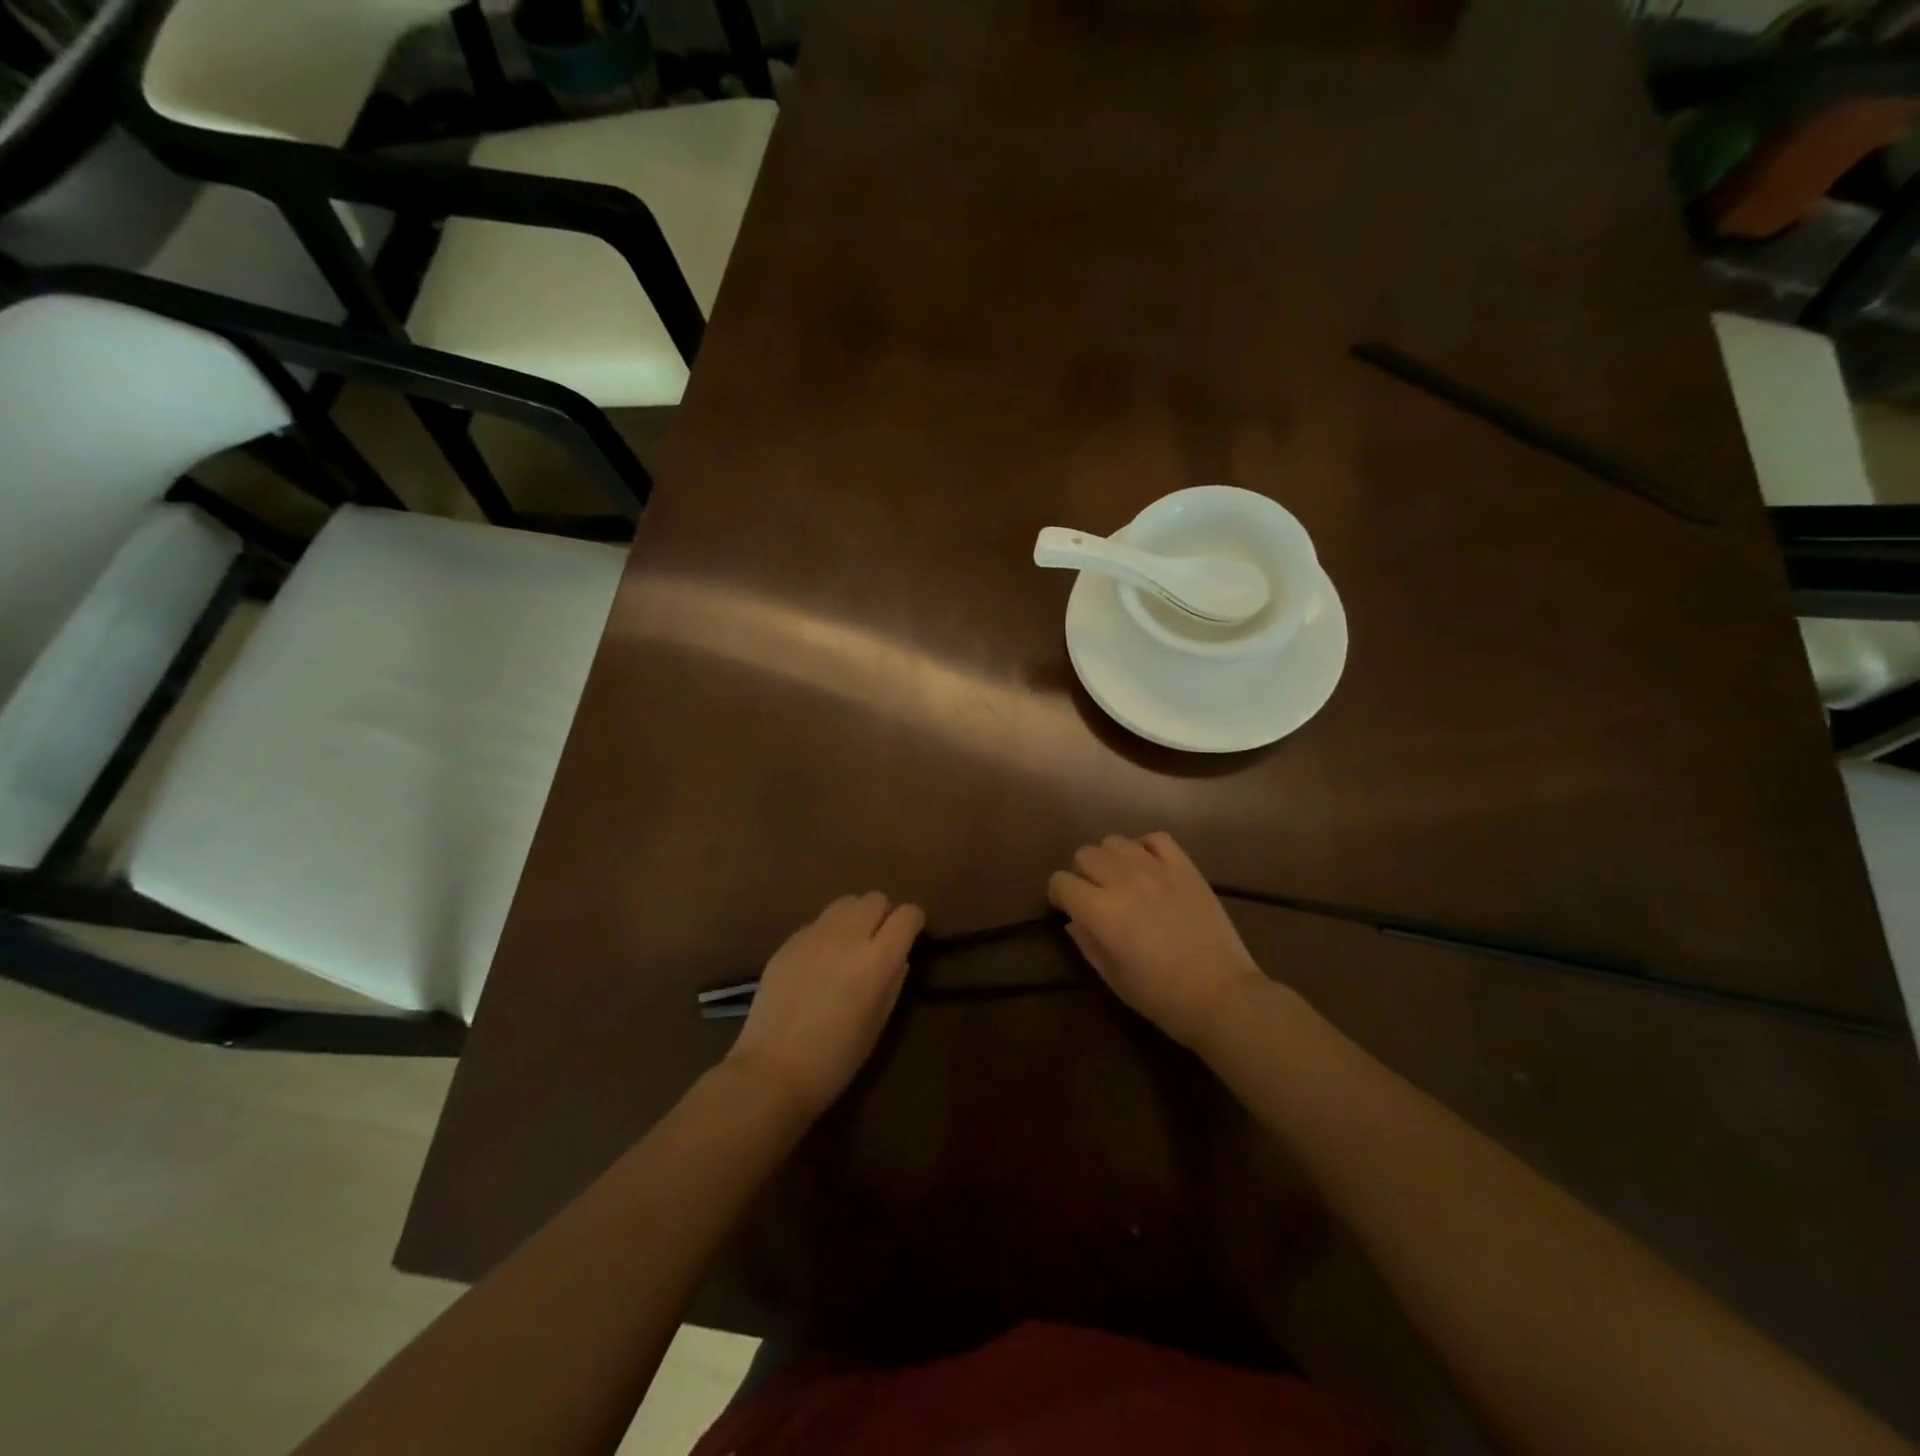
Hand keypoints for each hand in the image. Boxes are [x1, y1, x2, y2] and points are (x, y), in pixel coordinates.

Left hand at [726, 892, 924, 1118]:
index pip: (908, 915)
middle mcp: (848, 936)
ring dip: (856, 917)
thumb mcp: (878, 1024)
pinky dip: (828, 932)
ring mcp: (814, 935)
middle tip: (879, 942)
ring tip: (849, 946)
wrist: (772, 1070)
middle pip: (875, 899)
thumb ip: (893, 982)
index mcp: (877, 959)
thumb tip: (898, 957)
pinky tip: (819, 962)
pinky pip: (818, 922)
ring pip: (846, 902)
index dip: (914, 923)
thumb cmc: (835, 1059)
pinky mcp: (789, 941)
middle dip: (884, 914)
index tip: (911, 937)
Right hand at [1048, 832, 1266, 1051]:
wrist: (1222, 996)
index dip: (1058, 895)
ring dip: (1110, 859)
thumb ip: (1086, 942)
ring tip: (1121, 880)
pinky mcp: (1185, 868)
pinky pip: (1156, 838)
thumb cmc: (1160, 996)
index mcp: (1100, 911)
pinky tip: (1148, 867)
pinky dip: (1144, 848)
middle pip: (1085, 854)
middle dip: (1081, 874)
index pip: (1061, 882)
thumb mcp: (1111, 977)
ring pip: (1115, 841)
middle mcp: (1123, 880)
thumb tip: (1074, 920)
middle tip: (1094, 895)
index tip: (1066, 908)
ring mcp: (1157, 869)